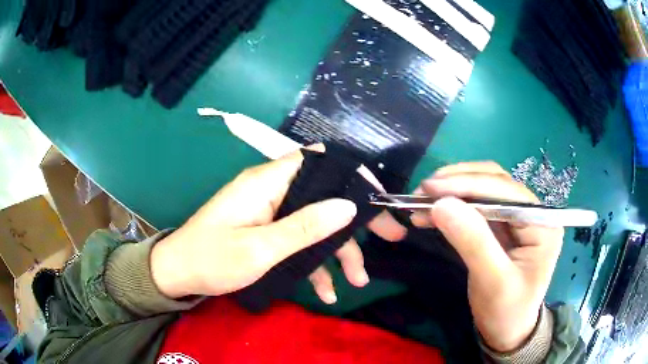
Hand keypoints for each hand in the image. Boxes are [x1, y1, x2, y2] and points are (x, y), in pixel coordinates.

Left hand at [150, 145, 405, 301]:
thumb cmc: (211, 259)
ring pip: (315, 223)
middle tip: (390, 239)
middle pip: (324, 196)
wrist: (178, 274)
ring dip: (338, 252)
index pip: (319, 162)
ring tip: (356, 282)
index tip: (378, 198)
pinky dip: (313, 264)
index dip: (351, 175)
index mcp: (268, 182)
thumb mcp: (259, 249)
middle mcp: (272, 191)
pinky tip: (326, 291)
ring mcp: (270, 212)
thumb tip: (347, 207)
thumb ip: (304, 228)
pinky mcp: (267, 230)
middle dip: (357, 222)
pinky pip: (298, 240)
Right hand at [410, 162, 563, 352]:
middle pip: (495, 182)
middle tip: (422, 192)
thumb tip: (441, 205)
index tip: (430, 189)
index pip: (506, 191)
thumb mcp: (492, 282)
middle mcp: (533, 212)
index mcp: (543, 223)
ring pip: (484, 189)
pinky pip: (477, 206)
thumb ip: (473, 242)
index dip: (468, 184)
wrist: (507, 331)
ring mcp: (518, 217)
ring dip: (453, 191)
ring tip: (421, 200)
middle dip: (457, 183)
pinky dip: (454, 205)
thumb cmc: (506, 311)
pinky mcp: (503, 225)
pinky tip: (434, 211)